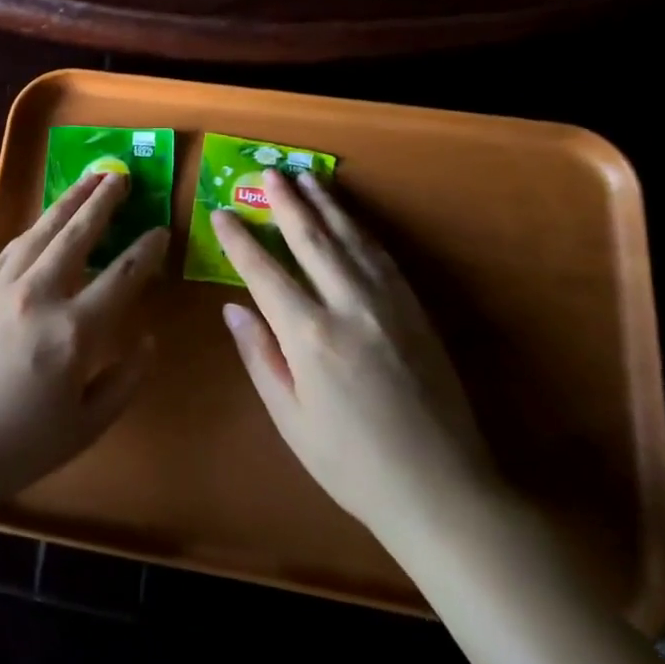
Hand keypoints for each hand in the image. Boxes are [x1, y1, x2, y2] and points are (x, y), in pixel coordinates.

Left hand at [0, 172, 168, 510]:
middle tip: (121, 175)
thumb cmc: (16, 446)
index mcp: (73, 332)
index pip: (122, 276)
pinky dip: (34, 228)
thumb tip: (149, 339)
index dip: (146, 250)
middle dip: (104, 201)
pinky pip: (10, 246)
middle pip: (78, 234)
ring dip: (69, 201)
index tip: (160, 231)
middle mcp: (38, 296)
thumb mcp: (85, 427)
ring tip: (89, 179)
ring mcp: (0, 286)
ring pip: (42, 230)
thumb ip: (124, 380)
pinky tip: (44, 221)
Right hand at [214, 171, 503, 554]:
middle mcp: (349, 307)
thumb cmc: (353, 465)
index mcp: (310, 336)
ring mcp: (389, 305)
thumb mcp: (291, 420)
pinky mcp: (416, 311)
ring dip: (326, 206)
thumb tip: (233, 308)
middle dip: (286, 203)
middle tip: (269, 171)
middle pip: (311, 240)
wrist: (444, 492)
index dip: (238, 240)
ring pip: (351, 239)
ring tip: (307, 179)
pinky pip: (383, 258)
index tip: (220, 214)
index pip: (263, 272)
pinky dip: (361, 231)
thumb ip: (261, 357)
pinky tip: (350, 221)